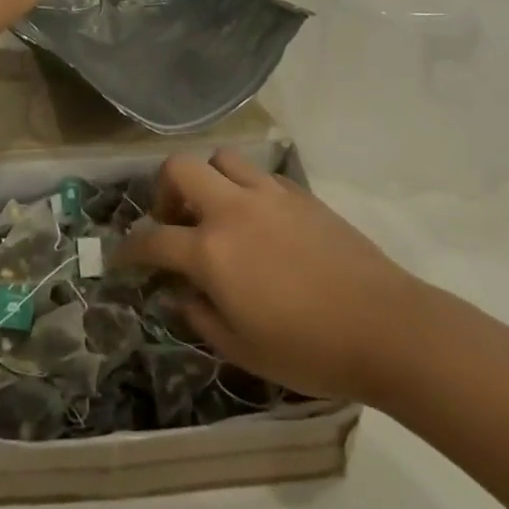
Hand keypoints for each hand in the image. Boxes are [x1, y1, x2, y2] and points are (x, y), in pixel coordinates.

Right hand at [115, 149, 427, 404]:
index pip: (152, 238)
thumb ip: (200, 317)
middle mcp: (233, 210)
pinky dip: (247, 190)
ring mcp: (269, 196)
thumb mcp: (241, 349)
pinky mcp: (301, 194)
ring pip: (223, 159)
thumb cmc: (309, 349)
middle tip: (174, 222)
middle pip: (180, 169)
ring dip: (209, 180)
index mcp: (211, 251)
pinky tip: (260, 223)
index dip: (129, 249)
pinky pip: (261, 176)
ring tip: (217, 213)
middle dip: (164, 191)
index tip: (122, 258)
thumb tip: (180, 295)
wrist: (385, 328)